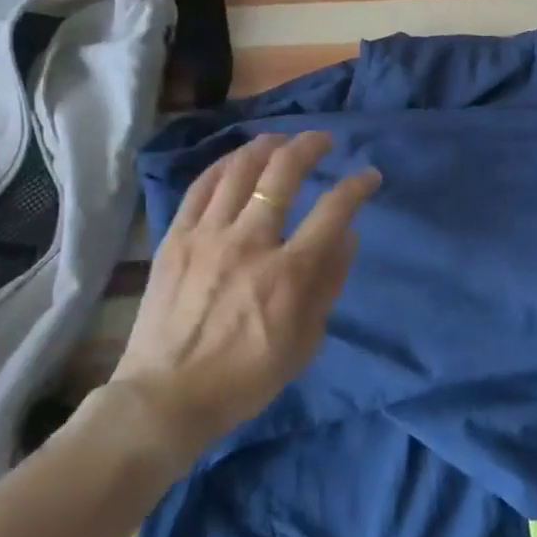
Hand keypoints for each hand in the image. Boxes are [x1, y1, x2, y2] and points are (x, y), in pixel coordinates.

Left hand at [113, 131, 380, 449]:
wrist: (167, 397)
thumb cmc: (246, 377)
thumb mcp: (305, 341)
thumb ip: (329, 283)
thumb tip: (349, 236)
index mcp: (289, 273)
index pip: (333, 211)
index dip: (357, 186)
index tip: (368, 176)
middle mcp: (250, 243)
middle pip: (282, 174)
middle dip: (309, 147)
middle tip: (322, 140)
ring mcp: (207, 237)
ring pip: (239, 171)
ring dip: (265, 146)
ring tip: (280, 139)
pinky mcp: (175, 240)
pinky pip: (200, 189)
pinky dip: (223, 166)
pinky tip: (236, 159)